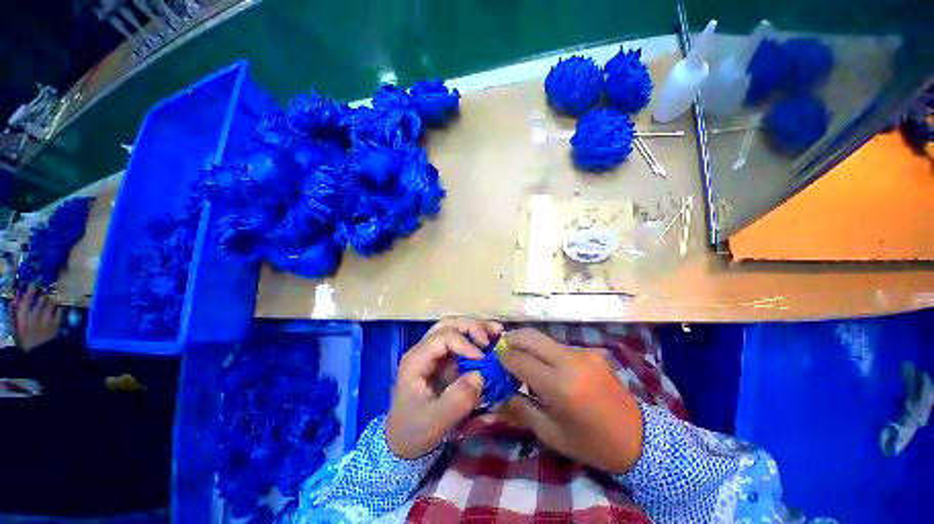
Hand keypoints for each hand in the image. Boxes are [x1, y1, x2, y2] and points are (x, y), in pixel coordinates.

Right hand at [10, 285, 62, 351]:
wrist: (38, 353)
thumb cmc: (25, 340)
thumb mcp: (17, 327)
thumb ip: (14, 313)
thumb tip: (14, 300)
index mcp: (23, 318)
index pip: (25, 300)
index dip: (29, 291)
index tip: (32, 284)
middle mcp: (34, 317)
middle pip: (41, 300)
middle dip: (43, 295)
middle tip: (43, 294)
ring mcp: (46, 320)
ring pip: (51, 303)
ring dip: (51, 301)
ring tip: (50, 301)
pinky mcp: (55, 324)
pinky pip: (59, 311)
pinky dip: (59, 308)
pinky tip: (57, 309)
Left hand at [385, 317, 502, 458]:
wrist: (403, 443)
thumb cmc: (415, 431)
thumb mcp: (435, 422)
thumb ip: (457, 400)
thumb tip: (480, 376)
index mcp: (417, 359)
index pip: (443, 337)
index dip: (465, 343)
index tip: (483, 360)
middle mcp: (424, 349)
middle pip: (449, 324)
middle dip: (472, 327)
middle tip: (493, 336)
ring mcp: (435, 353)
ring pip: (455, 327)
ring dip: (476, 328)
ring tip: (497, 332)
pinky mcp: (445, 360)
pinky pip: (461, 340)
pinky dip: (477, 338)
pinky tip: (491, 341)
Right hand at [498, 328, 642, 473]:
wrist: (638, 438)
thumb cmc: (591, 443)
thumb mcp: (551, 434)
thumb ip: (520, 409)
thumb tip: (496, 395)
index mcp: (559, 386)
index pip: (519, 359)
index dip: (502, 356)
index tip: (493, 358)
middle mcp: (570, 361)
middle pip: (530, 337)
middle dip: (511, 339)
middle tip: (501, 348)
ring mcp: (583, 352)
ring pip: (544, 339)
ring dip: (528, 344)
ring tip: (521, 357)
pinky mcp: (591, 351)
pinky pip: (559, 346)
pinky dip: (545, 351)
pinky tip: (547, 365)